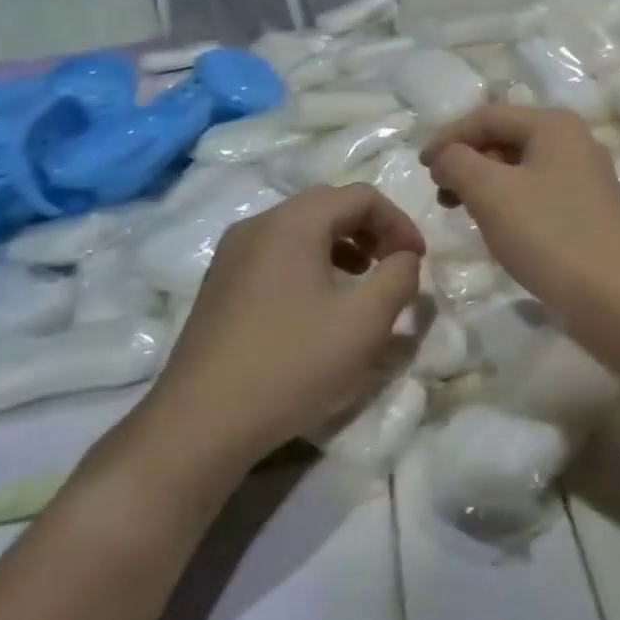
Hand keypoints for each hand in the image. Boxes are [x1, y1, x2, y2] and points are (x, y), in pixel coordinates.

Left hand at [133, 184, 425, 475]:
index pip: (361, 196)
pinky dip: (312, 264)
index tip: (418, 260)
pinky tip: (320, 305)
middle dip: (371, 231)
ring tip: (363, 283)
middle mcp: (259, 225)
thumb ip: (399, 276)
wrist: (200, 424)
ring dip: (343, 246)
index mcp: (293, 221)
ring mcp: (233, 254)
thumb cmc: (292, 363)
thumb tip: (405, 258)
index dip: (399, 222)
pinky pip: (278, 254)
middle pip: (329, 206)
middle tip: (394, 265)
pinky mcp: (221, 284)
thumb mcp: (366, 321)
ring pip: (301, 230)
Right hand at [421, 105, 619, 321]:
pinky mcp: (591, 209)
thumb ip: (457, 162)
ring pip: (522, 167)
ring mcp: (588, 176)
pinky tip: (499, 226)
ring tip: (464, 211)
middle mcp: (576, 141)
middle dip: (468, 161)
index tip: (421, 169)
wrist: (612, 294)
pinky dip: (510, 201)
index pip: (487, 117)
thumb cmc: (547, 234)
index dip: (448, 138)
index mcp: (555, 125)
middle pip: (507, 138)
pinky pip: (539, 192)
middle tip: (442, 194)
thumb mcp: (489, 191)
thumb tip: (446, 156)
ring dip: (486, 183)